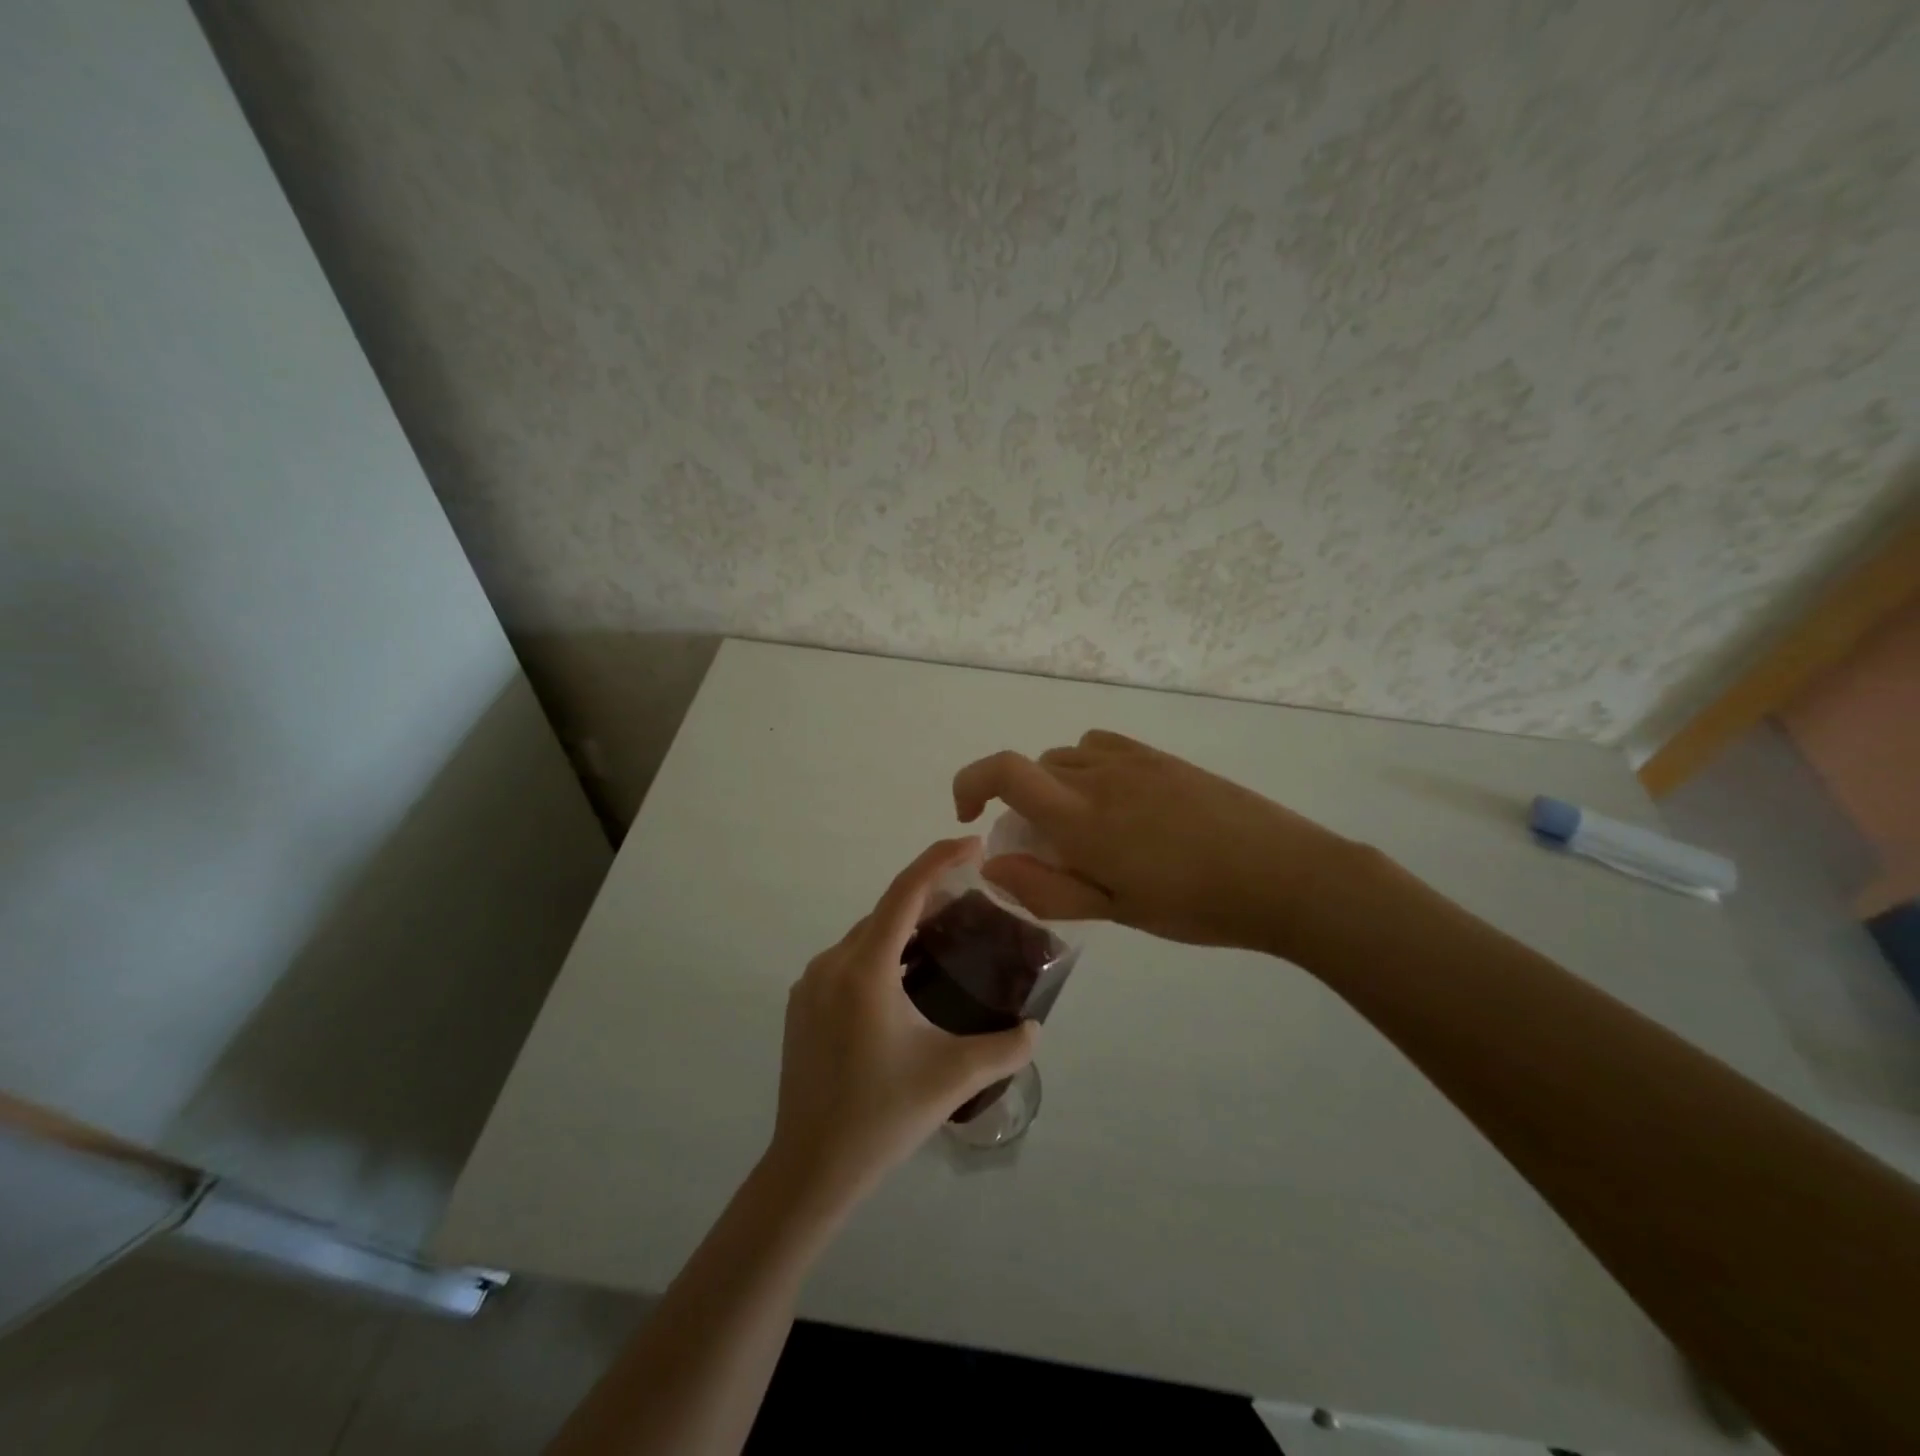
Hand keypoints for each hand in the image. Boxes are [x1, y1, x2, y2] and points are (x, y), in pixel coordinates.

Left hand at [766, 838, 1039, 1214]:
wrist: (809, 1169)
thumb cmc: (882, 1116)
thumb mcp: (953, 1078)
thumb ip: (1005, 1048)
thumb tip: (1035, 1028)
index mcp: (865, 968)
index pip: (905, 892)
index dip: (940, 859)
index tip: (975, 845)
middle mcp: (832, 962)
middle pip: (886, 912)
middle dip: (928, 898)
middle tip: (973, 903)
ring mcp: (810, 984)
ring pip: (866, 937)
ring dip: (903, 930)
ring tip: (944, 942)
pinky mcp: (801, 1005)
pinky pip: (848, 961)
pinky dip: (880, 955)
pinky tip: (904, 984)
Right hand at [953, 730, 1364, 955]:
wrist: (1284, 875)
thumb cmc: (1195, 905)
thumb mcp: (1115, 912)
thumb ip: (1046, 888)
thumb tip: (992, 864)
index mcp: (1081, 817)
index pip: (1004, 771)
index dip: (970, 783)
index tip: (968, 815)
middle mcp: (1098, 775)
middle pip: (1034, 769)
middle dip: (1021, 805)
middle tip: (1049, 852)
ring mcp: (1133, 760)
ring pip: (1067, 757)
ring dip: (1056, 787)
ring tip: (1087, 829)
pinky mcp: (1162, 757)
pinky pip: (1102, 745)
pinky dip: (1088, 768)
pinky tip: (1118, 803)